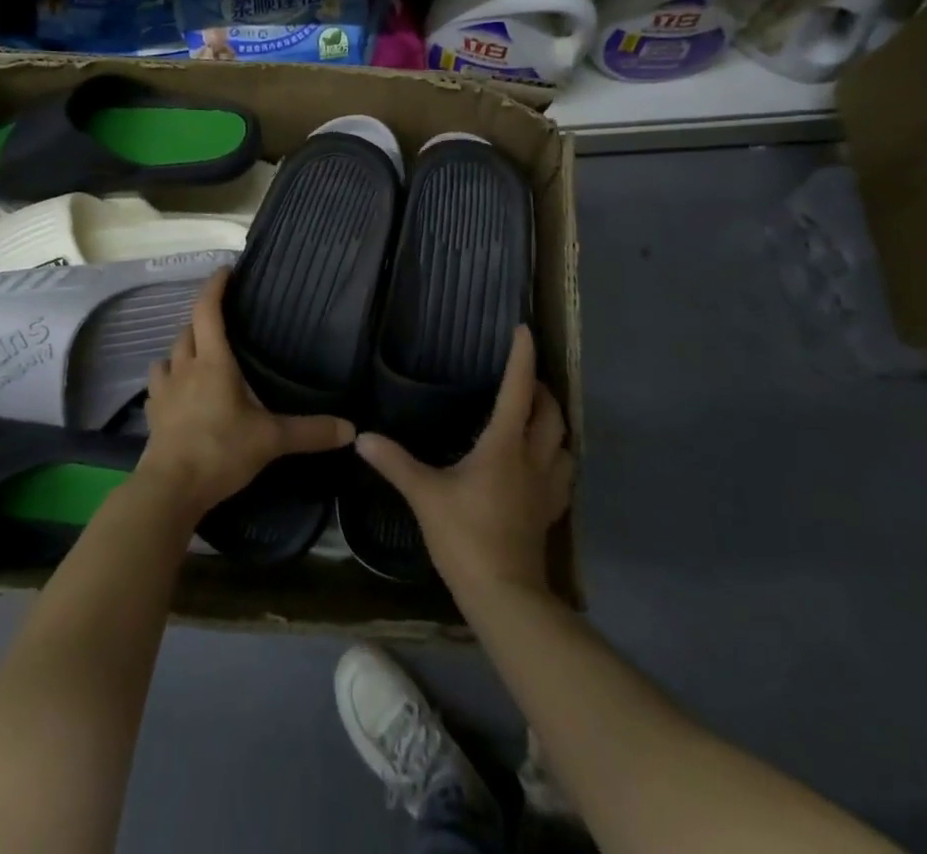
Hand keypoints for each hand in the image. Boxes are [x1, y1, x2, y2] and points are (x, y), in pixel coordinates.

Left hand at [136, 269, 353, 518]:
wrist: (170, 489)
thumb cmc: (220, 450)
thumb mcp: (271, 440)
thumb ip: (310, 432)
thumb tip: (351, 429)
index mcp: (213, 362)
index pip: (208, 311)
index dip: (215, 287)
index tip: (225, 271)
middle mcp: (185, 368)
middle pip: (187, 330)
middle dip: (201, 320)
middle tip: (222, 322)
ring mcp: (164, 392)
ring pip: (168, 356)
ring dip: (182, 350)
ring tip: (198, 357)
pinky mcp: (153, 415)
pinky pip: (158, 387)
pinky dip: (168, 381)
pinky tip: (179, 394)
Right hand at [354, 326, 571, 597]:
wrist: (504, 595)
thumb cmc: (466, 536)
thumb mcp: (425, 495)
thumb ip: (395, 463)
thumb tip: (362, 438)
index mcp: (505, 445)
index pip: (518, 390)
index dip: (522, 358)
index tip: (524, 331)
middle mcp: (533, 458)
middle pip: (550, 413)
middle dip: (541, 389)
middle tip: (524, 378)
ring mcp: (547, 487)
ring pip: (564, 442)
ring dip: (554, 422)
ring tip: (536, 416)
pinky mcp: (549, 512)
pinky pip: (563, 472)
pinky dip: (557, 455)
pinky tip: (541, 462)